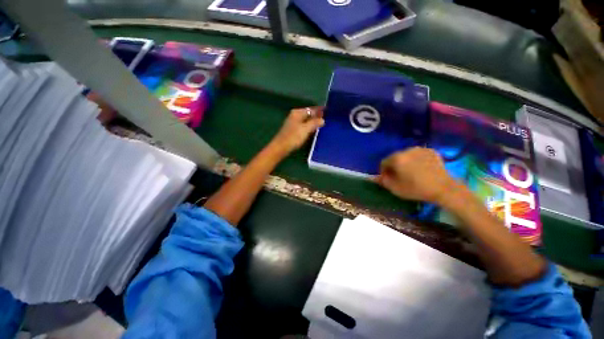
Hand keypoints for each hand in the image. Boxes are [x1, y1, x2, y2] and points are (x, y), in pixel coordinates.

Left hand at [268, 107, 324, 156]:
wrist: (281, 147)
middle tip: (328, 118)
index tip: (329, 111)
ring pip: (306, 120)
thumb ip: (315, 123)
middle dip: (318, 115)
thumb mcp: (306, 129)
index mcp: (298, 113)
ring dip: (314, 121)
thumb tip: (322, 119)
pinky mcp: (293, 130)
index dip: (320, 110)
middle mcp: (295, 116)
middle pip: (309, 114)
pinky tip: (314, 130)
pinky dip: (310, 126)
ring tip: (324, 124)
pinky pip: (304, 125)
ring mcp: (294, 123)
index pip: (311, 109)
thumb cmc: (293, 137)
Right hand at [375, 147, 460, 204]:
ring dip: (405, 162)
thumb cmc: (416, 189)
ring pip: (406, 155)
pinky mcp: (431, 151)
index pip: (383, 162)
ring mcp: (420, 149)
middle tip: (400, 176)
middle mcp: (406, 150)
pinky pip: (418, 154)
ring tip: (411, 172)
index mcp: (396, 158)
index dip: (384, 171)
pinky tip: (421, 168)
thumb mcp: (395, 188)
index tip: (388, 178)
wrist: (443, 188)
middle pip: (395, 157)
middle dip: (394, 166)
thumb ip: (382, 181)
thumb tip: (375, 177)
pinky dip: (416, 160)